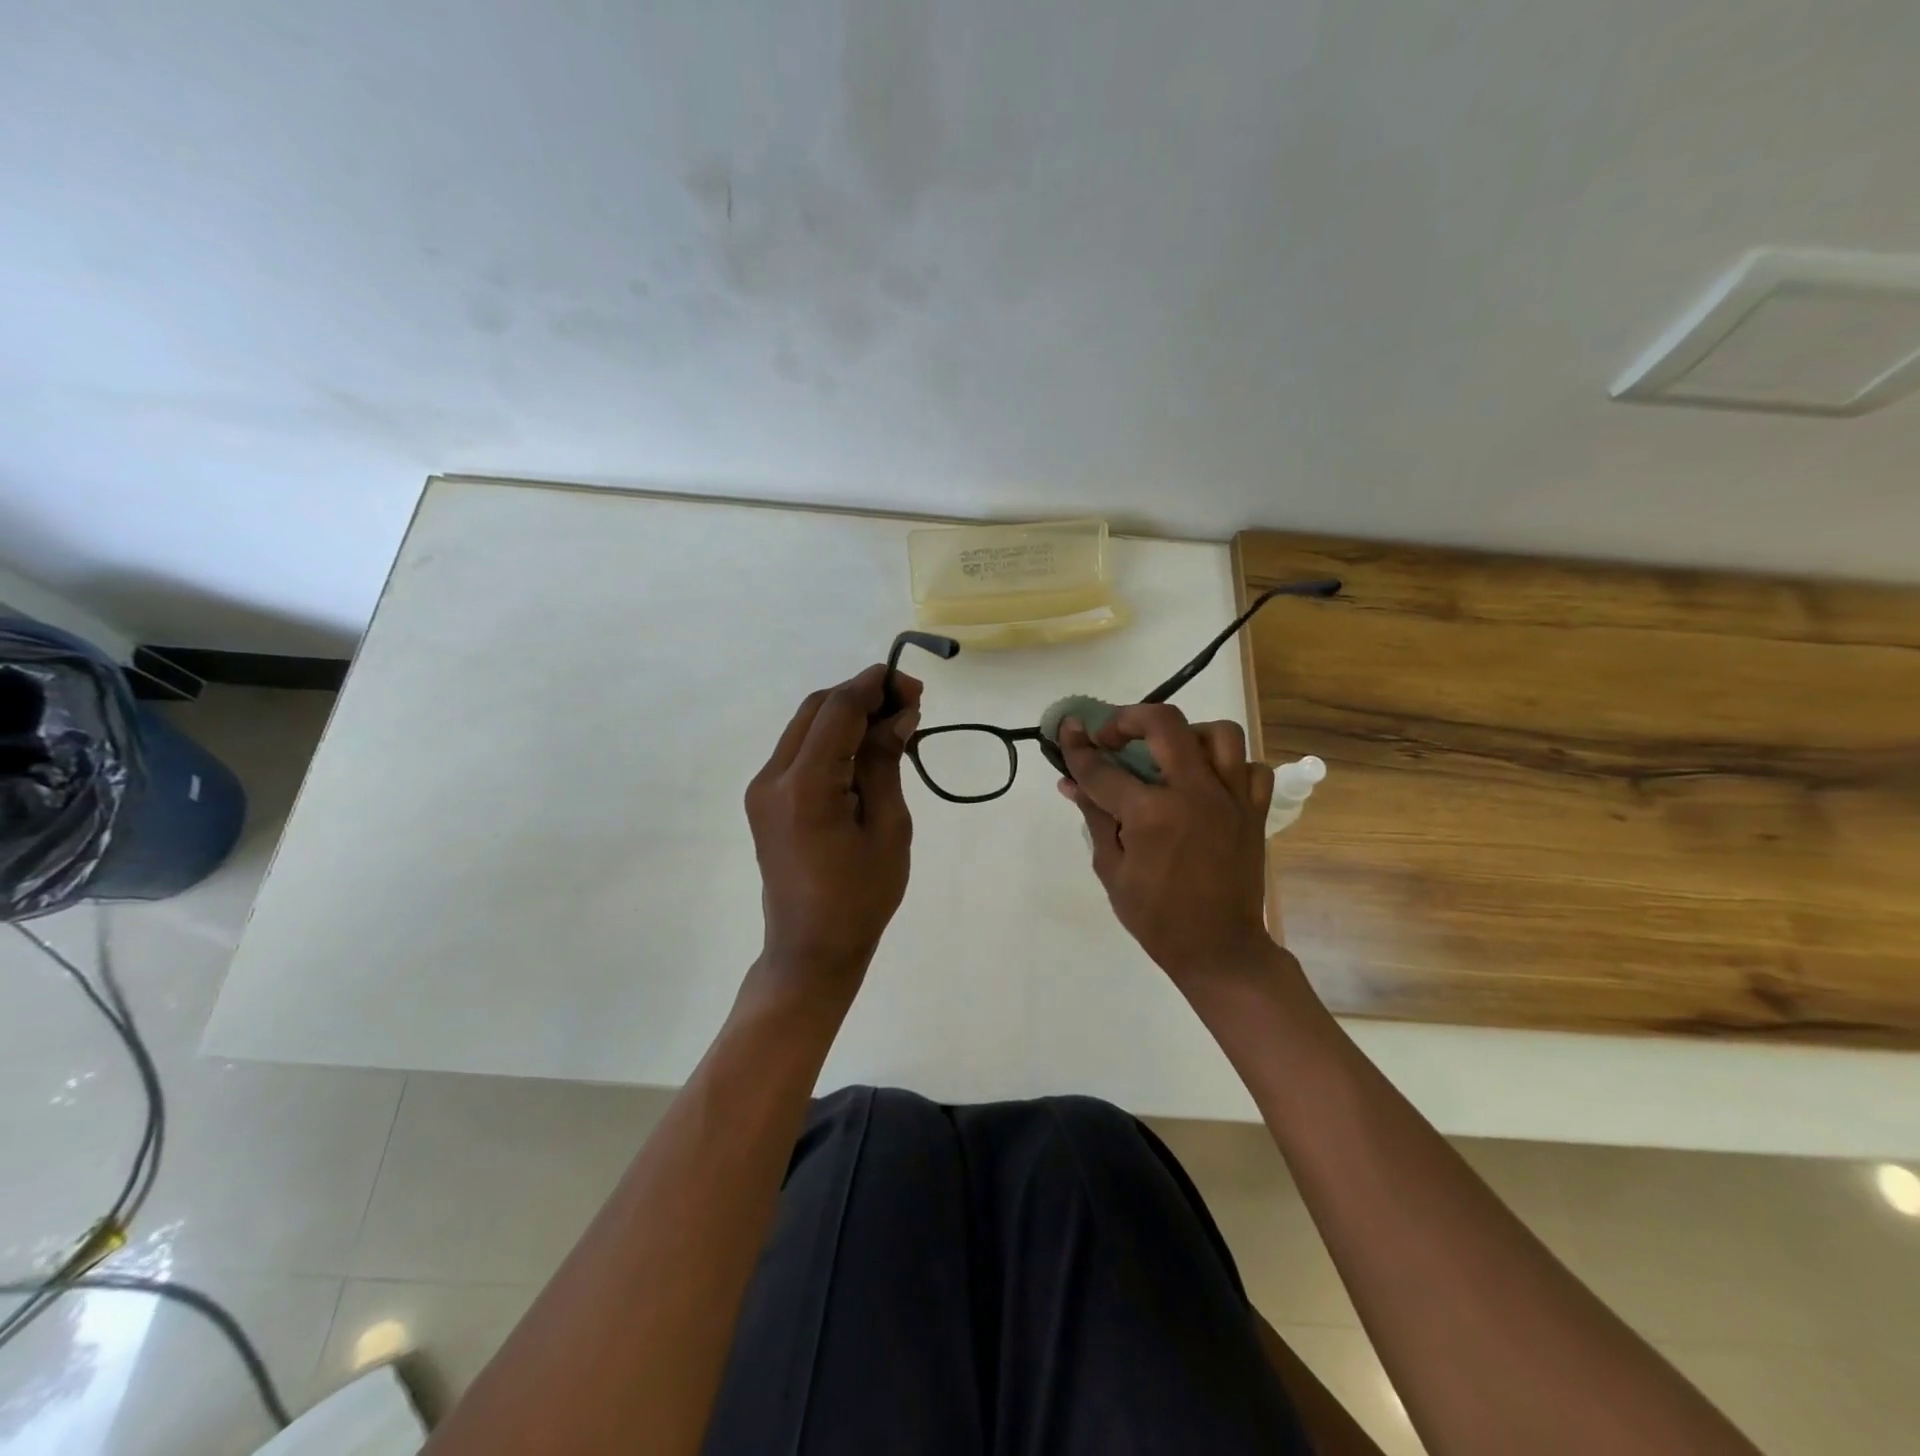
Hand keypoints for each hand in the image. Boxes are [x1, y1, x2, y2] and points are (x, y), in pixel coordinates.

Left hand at [745, 663, 921, 992]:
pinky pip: (800, 751)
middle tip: (908, 704)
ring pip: (806, 725)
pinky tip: (865, 750)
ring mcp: (763, 788)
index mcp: (805, 786)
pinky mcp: (766, 800)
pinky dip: (833, 739)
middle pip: (816, 708)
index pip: (838, 710)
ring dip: (847, 715)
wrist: (811, 949)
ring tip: (893, 724)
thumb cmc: (861, 897)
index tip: (913, 686)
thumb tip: (898, 715)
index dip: (875, 686)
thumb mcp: (888, 828)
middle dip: (862, 695)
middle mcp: (773, 777)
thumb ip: (886, 763)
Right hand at [1057, 705, 1276, 983]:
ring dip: (1187, 734)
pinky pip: (1251, 768)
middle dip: (1129, 718)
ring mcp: (1231, 799)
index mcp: (1152, 814)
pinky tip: (1208, 781)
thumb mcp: (1112, 869)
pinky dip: (1230, 766)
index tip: (1066, 729)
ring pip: (1219, 734)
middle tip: (1113, 734)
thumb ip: (1095, 818)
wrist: (1218, 949)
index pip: (1103, 768)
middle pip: (1164, 724)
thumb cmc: (1156, 917)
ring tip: (1168, 752)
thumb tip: (1071, 782)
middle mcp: (1194, 793)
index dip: (1077, 747)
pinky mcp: (1254, 812)